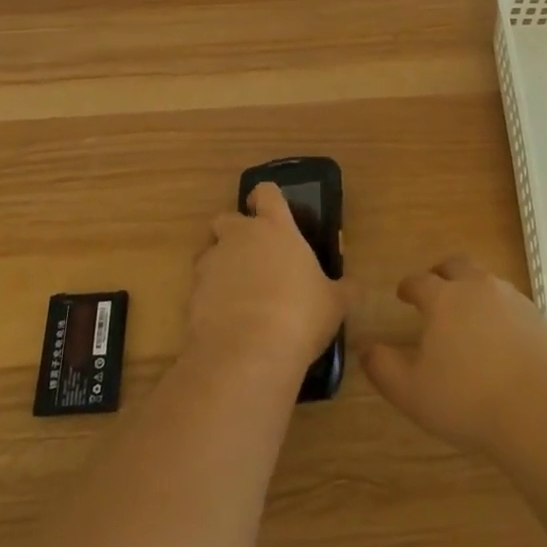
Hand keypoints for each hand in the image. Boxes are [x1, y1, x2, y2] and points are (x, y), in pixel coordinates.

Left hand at [187, 183, 345, 382]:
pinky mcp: (192, 294)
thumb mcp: (334, 304)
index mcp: (276, 228)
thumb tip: (354, 287)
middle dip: (234, 232)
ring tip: (238, 295)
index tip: (271, 212)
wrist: (248, 354)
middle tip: (253, 257)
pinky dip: (210, 300)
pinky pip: (200, 288)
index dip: (267, 199)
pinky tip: (226, 323)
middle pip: (227, 218)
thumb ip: (344, 290)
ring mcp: (212, 264)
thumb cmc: (300, 316)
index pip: (266, 193)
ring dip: (220, 266)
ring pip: (209, 253)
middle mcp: (239, 237)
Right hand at [363, 256, 546, 454]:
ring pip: (489, 282)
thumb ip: (383, 368)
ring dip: (474, 290)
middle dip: (443, 272)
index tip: (402, 293)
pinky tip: (503, 341)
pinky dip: (503, 315)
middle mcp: (479, 289)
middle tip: (436, 286)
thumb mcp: (411, 392)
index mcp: (444, 299)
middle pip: (458, 266)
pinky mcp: (541, 320)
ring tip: (469, 314)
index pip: (420, 281)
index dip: (408, 286)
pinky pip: (515, 307)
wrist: (543, 410)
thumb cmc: (468, 400)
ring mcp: (515, 301)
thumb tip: (365, 349)